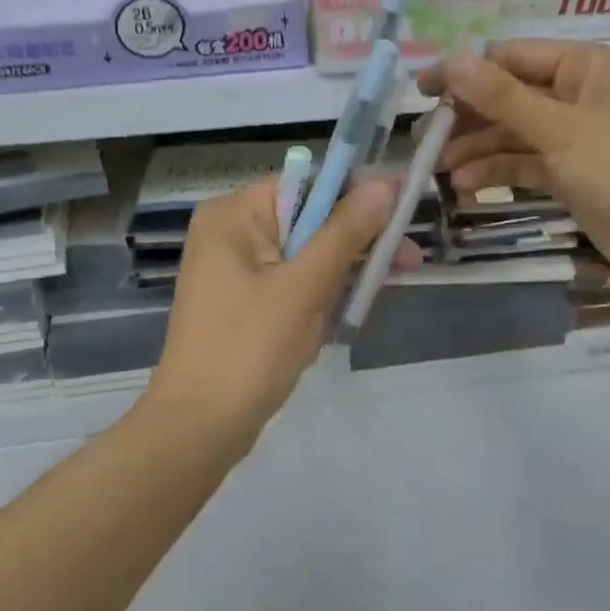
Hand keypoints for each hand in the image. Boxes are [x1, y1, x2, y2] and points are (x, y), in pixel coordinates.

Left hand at [140, 175, 399, 463]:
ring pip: (304, 256)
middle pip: (308, 220)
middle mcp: (230, 233)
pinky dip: (320, 296)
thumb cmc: (251, 348)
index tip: (404, 208)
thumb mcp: (305, 286)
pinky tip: (344, 315)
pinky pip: (291, 284)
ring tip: (377, 295)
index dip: (358, 194)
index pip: (307, 184)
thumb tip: (384, 184)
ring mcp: (234, 271)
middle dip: (355, 243)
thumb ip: (346, 232)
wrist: (200, 426)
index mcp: (234, 215)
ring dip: (342, 274)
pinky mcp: (243, 303)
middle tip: (409, 261)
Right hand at [419, 40, 609, 290]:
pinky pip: (525, 166)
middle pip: (507, 98)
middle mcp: (576, 96)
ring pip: (512, 136)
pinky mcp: (571, 176)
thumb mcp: (560, 129)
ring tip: (438, 170)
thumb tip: (453, 61)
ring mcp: (573, 138)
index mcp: (583, 67)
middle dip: (466, 118)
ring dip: (476, 150)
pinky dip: (497, 173)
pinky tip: (466, 187)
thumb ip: (503, 98)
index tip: (421, 92)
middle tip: (423, 140)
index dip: (464, 73)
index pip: (510, 58)